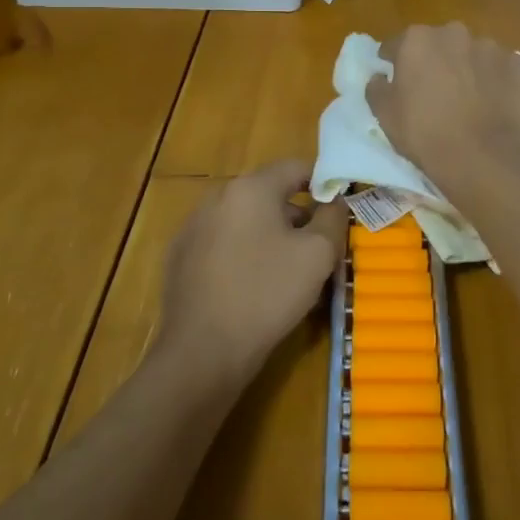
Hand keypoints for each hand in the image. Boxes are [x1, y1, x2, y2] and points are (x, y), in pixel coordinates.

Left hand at [157, 160, 346, 383]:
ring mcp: (193, 228)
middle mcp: (217, 197)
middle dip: (298, 215)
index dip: (323, 183)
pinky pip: (224, 244)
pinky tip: (255, 288)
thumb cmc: (266, 294)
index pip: (295, 167)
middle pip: (269, 194)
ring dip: (271, 236)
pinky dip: (244, 254)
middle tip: (320, 247)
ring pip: (246, 221)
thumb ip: (333, 218)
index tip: (339, 210)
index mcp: (250, 188)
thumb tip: (335, 201)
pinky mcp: (181, 258)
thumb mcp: (318, 254)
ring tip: (290, 272)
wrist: (202, 353)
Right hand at [367, 23, 519, 195]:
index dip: (393, 62)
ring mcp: (491, 47)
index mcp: (417, 40)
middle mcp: (454, 33)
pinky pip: (501, 69)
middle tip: (434, 92)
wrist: (487, 159)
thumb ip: (377, 89)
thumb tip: (379, 77)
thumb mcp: (385, 116)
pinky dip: (496, 81)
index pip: (397, 45)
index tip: (395, 79)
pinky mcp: (519, 66)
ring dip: (467, 69)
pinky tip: (495, 105)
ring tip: (469, 101)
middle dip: (435, 61)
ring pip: (472, 54)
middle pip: (438, 44)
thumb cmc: (427, 135)